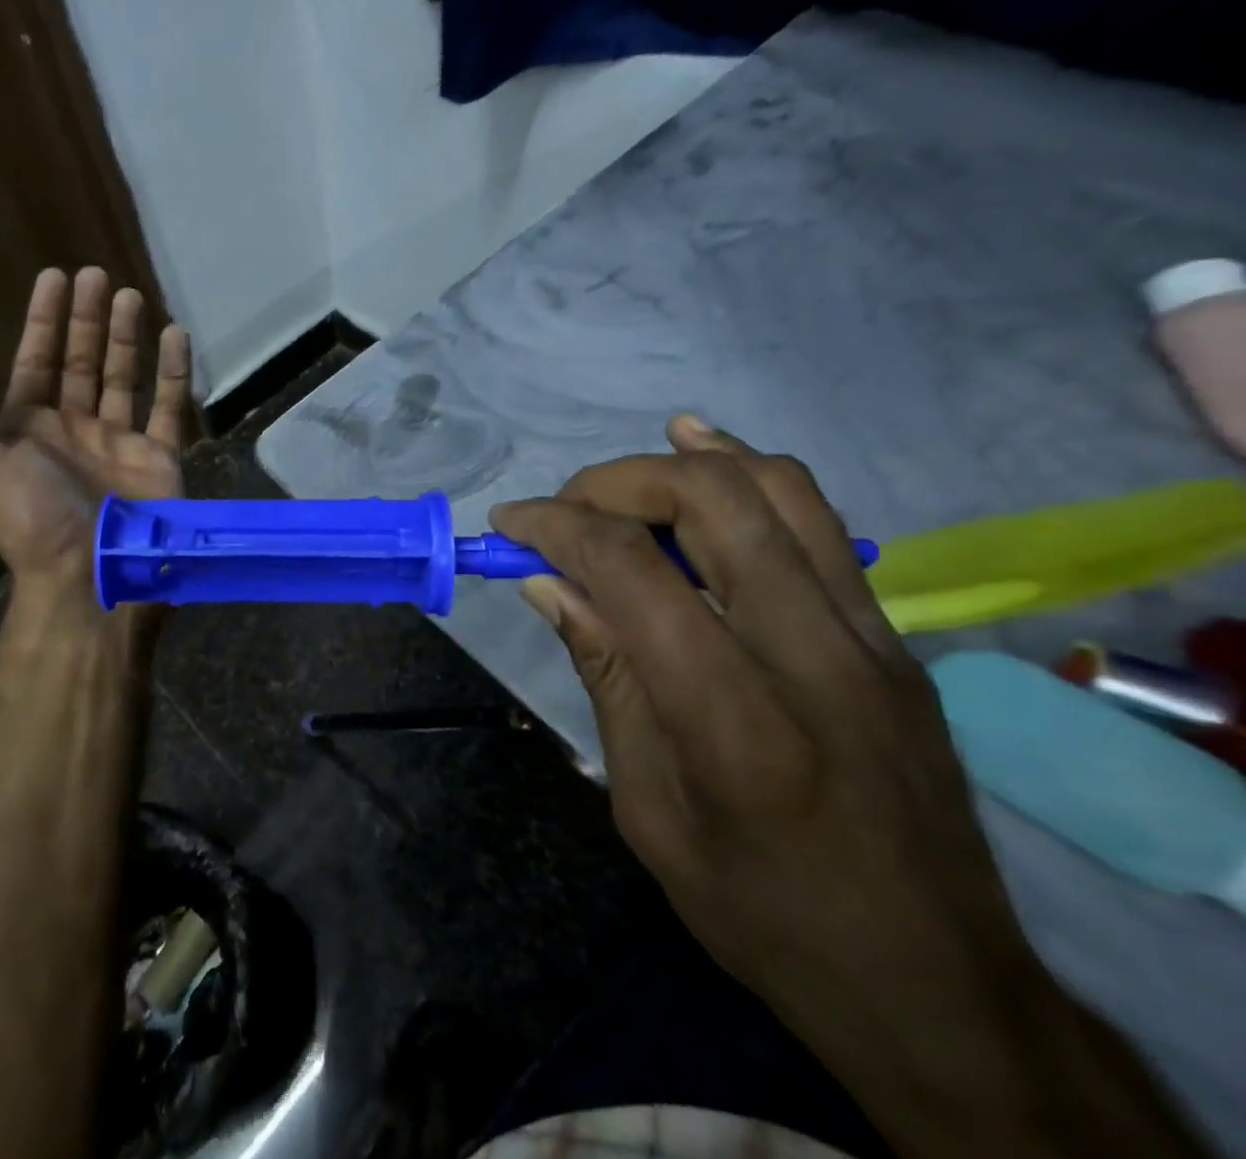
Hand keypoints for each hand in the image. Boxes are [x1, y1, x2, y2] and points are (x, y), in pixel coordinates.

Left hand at [0, 266, 191, 613]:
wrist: (91, 576)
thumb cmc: (29, 516)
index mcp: (26, 430)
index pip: (34, 362)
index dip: (41, 320)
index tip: (54, 277)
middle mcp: (72, 430)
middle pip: (81, 362)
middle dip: (85, 319)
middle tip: (95, 276)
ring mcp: (118, 442)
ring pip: (124, 377)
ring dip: (126, 336)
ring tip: (131, 295)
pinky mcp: (160, 455)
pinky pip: (169, 405)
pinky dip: (173, 370)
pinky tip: (174, 334)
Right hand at [491, 418, 1204, 1157]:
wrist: (940, 989)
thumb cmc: (765, 915)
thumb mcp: (649, 812)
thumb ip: (607, 677)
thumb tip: (549, 584)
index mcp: (734, 723)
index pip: (634, 571)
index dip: (558, 527)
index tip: (511, 525)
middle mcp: (813, 657)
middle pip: (711, 502)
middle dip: (616, 482)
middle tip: (565, 508)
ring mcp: (871, 639)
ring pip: (777, 489)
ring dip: (685, 461)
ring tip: (623, 474)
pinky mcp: (896, 638)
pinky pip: (819, 521)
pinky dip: (748, 474)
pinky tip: (703, 462)